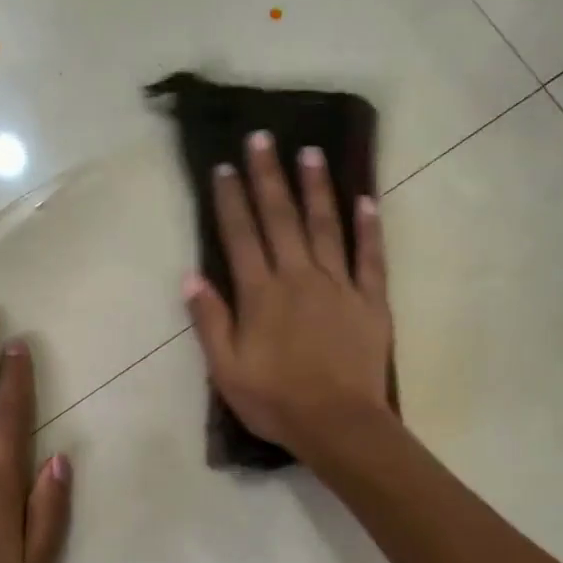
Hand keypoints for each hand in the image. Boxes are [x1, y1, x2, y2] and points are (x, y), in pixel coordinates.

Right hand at [183, 131, 393, 460]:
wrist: (337, 424)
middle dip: (269, 177)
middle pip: (282, 219)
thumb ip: (210, 322)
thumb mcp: (227, 370)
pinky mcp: (370, 302)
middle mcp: (298, 278)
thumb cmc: (276, 402)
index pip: (241, 237)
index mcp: (261, 295)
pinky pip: (370, 258)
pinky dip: (369, 228)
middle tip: (262, 138)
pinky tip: (366, 200)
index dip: (231, 201)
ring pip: (326, 227)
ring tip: (310, 152)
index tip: (224, 167)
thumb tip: (192, 277)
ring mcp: (339, 286)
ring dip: (317, 188)